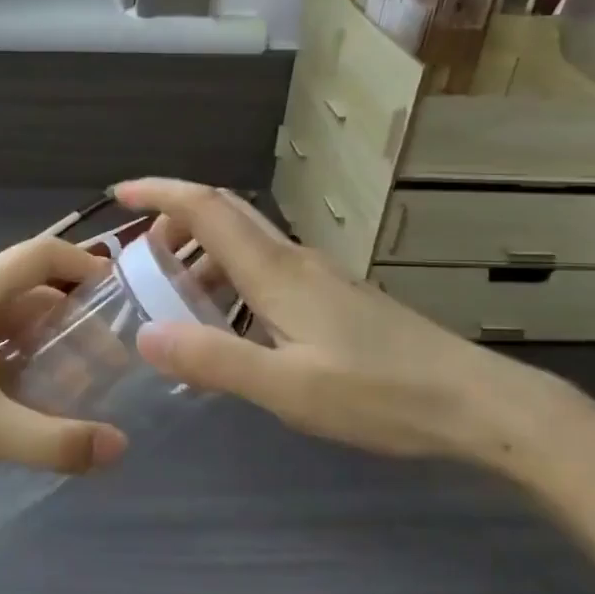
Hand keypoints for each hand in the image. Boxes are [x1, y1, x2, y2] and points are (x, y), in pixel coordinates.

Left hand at [0, 234, 129, 482]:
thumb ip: (53, 440)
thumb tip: (119, 448)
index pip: (40, 254)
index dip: (83, 264)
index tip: (121, 292)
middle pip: (28, 290)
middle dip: (72, 316)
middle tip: (109, 353)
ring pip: (8, 322)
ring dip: (44, 342)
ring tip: (80, 378)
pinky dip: (17, 362)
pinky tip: (33, 398)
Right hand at [114, 179, 580, 465]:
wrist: (474, 401)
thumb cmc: (379, 394)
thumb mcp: (287, 388)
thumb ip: (215, 359)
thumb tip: (145, 335)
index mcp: (276, 272)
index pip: (207, 208)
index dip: (160, 192)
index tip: (120, 193)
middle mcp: (294, 259)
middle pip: (226, 213)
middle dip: (175, 218)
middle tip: (139, 252)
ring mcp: (319, 275)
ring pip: (246, 243)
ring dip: (202, 253)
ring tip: (174, 293)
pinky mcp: (335, 296)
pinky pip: (267, 269)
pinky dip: (231, 277)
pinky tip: (231, 322)